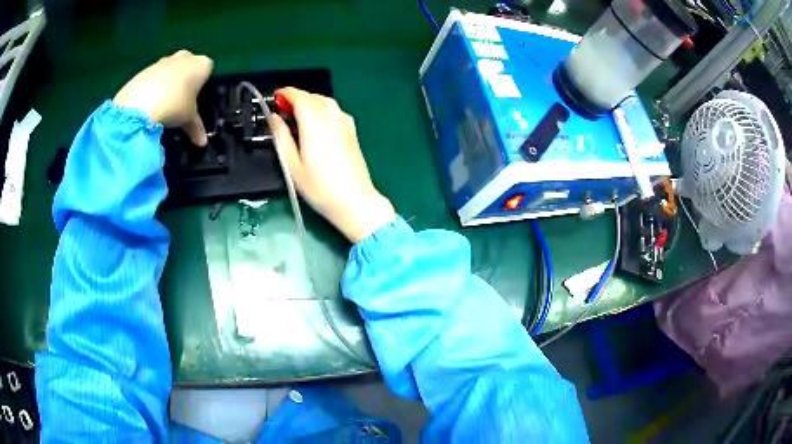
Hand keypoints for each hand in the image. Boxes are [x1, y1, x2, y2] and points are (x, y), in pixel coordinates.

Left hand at [114, 50, 212, 145]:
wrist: (140, 104)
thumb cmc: (174, 106)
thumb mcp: (188, 119)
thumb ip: (196, 127)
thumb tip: (202, 142)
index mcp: (201, 64)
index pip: (207, 69)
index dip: (201, 84)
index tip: (195, 98)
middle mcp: (184, 57)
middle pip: (188, 65)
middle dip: (184, 78)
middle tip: (179, 100)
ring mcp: (163, 61)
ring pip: (169, 70)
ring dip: (167, 82)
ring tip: (161, 105)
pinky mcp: (145, 69)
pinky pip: (153, 77)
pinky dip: (152, 87)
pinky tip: (148, 103)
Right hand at [270, 88, 395, 242]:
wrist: (355, 201)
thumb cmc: (319, 187)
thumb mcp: (292, 164)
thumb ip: (281, 136)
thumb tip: (273, 117)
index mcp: (315, 122)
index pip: (298, 96)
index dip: (285, 93)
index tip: (274, 97)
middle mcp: (332, 116)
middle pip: (312, 96)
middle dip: (296, 98)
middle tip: (282, 110)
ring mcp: (345, 122)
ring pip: (325, 101)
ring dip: (309, 102)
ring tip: (296, 116)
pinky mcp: (352, 130)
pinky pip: (335, 110)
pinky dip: (322, 109)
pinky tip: (316, 124)